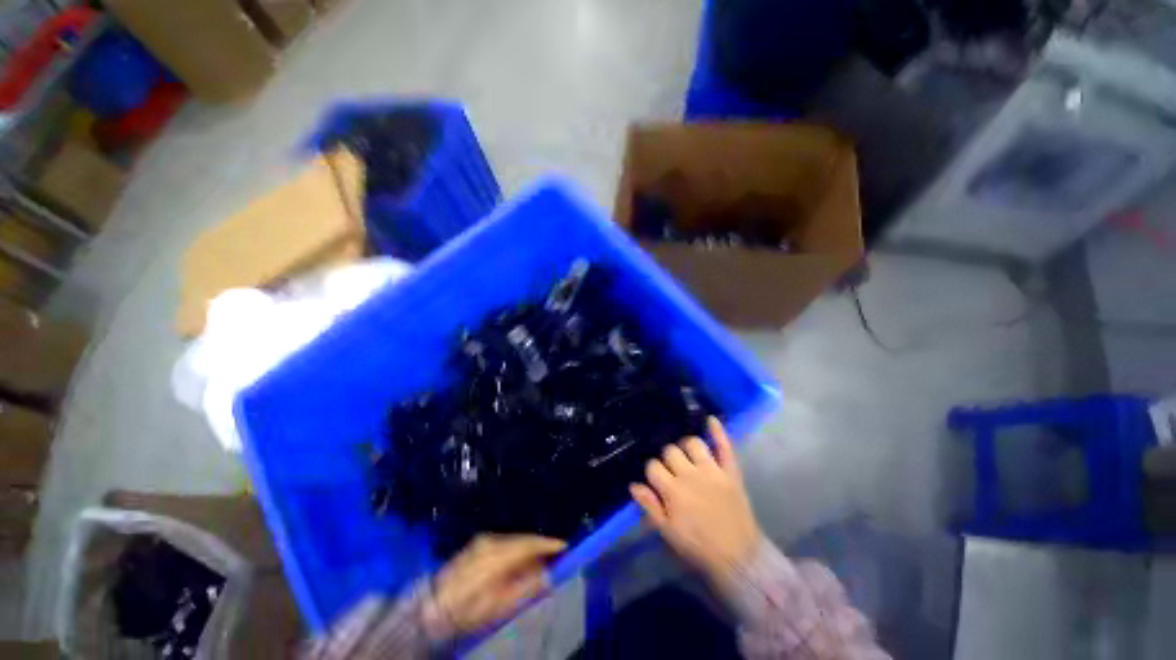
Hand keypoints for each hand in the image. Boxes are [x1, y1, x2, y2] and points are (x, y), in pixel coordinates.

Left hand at [426, 534, 565, 637]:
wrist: (431, 607)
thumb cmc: (467, 611)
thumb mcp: (498, 606)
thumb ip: (526, 588)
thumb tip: (549, 575)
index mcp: (499, 554)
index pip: (531, 543)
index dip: (549, 545)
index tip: (565, 548)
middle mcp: (492, 540)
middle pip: (523, 539)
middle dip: (540, 546)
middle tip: (555, 556)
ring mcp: (483, 540)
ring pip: (514, 540)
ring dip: (528, 548)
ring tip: (539, 561)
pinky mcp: (476, 545)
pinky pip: (504, 542)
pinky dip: (516, 549)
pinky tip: (519, 561)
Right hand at [630, 417, 761, 595]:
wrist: (738, 557)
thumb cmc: (698, 546)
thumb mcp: (668, 532)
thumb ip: (649, 505)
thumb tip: (633, 484)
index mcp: (673, 491)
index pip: (653, 466)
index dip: (652, 471)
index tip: (656, 480)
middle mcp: (690, 474)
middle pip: (670, 451)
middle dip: (667, 458)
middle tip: (672, 471)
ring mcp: (712, 470)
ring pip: (693, 443)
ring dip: (686, 446)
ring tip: (686, 455)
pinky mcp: (730, 471)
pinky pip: (724, 446)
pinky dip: (718, 431)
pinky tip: (711, 419)